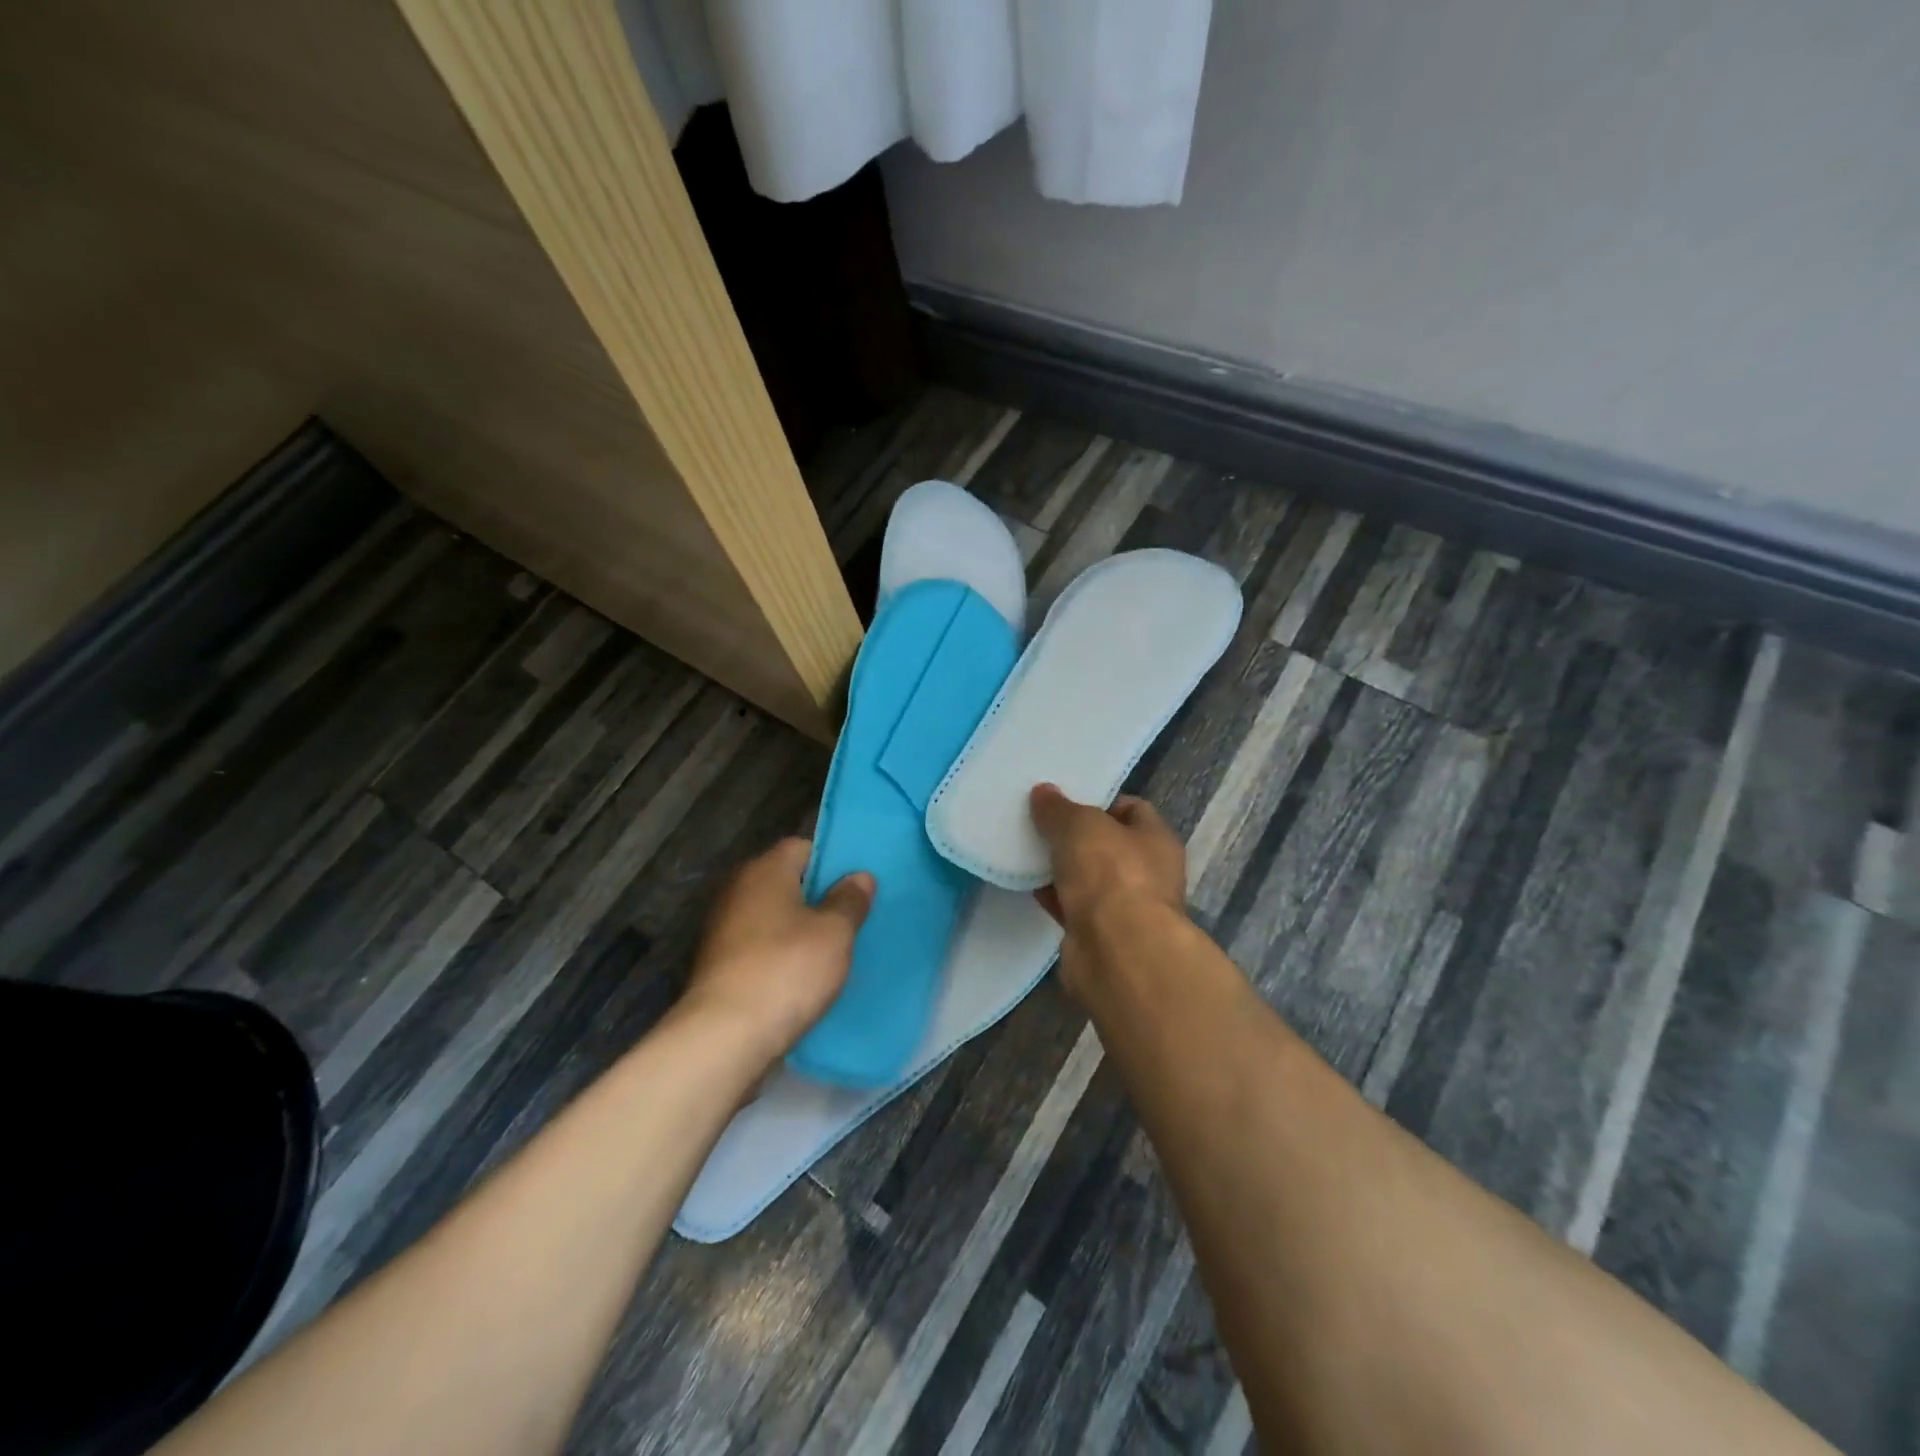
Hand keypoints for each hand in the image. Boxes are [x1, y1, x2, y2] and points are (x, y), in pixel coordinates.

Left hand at [680, 837, 873, 1067]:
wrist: (724, 1037)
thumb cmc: (786, 970)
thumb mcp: (834, 933)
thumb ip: (850, 900)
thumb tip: (860, 876)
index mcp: (765, 870)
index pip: (802, 847)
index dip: (832, 862)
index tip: (856, 887)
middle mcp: (737, 890)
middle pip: (786, 882)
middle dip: (817, 898)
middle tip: (852, 918)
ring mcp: (722, 929)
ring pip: (772, 918)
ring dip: (798, 930)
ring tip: (833, 951)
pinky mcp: (717, 965)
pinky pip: (759, 948)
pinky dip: (779, 957)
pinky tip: (802, 978)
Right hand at [1029, 783, 1186, 933]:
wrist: (1117, 952)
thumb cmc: (1111, 875)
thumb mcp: (1080, 826)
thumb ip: (1059, 809)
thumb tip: (1043, 793)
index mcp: (1157, 840)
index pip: (1132, 809)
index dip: (1100, 801)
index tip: (1065, 799)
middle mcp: (1147, 873)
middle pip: (1107, 845)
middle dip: (1075, 836)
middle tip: (1040, 823)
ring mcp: (1125, 907)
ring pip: (1088, 878)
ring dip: (1062, 868)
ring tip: (1026, 850)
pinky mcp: (1099, 936)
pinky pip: (1072, 906)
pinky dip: (1053, 896)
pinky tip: (1026, 884)